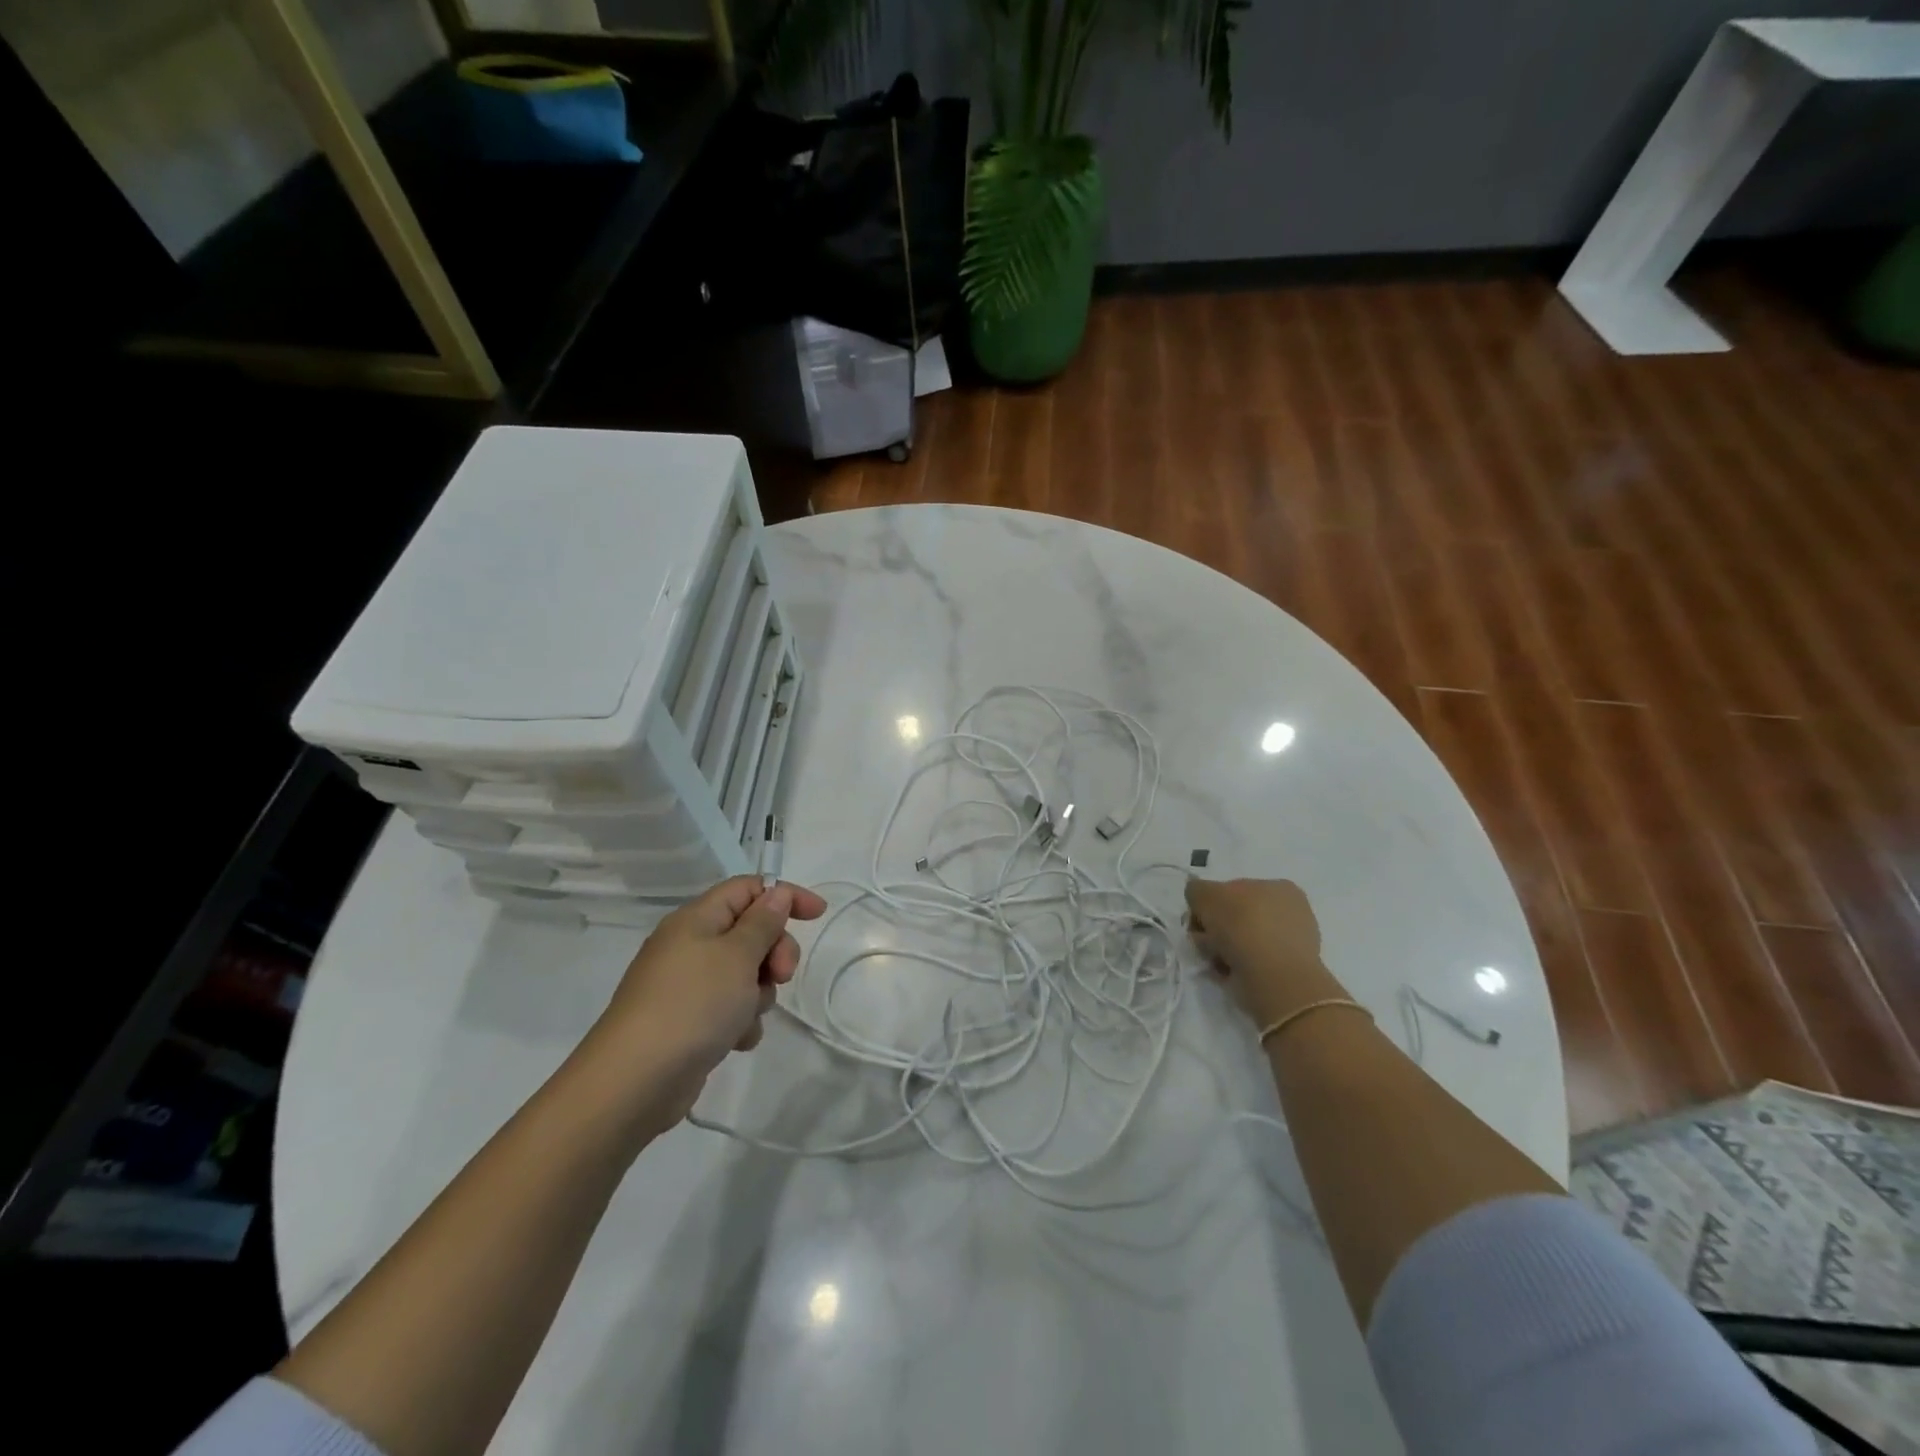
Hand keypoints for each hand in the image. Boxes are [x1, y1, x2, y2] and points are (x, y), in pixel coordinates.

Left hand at [587, 877, 828, 1129]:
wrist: (635, 1081)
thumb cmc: (692, 1004)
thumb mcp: (737, 955)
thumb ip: (763, 922)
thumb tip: (776, 893)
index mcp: (697, 919)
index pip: (748, 889)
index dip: (785, 895)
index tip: (818, 915)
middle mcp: (690, 945)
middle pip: (751, 932)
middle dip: (775, 952)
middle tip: (781, 975)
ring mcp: (687, 985)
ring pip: (745, 973)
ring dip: (758, 993)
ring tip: (746, 1016)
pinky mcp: (688, 1021)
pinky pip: (729, 1008)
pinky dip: (740, 1021)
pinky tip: (735, 1040)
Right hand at [1186, 878, 1346, 1028]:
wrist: (1274, 979)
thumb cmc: (1242, 926)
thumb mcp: (1206, 894)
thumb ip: (1196, 890)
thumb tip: (1199, 899)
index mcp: (1278, 887)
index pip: (1232, 889)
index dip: (1209, 903)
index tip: (1197, 920)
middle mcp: (1288, 911)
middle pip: (1235, 916)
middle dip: (1214, 928)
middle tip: (1204, 941)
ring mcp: (1290, 943)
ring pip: (1240, 940)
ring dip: (1220, 948)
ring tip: (1215, 960)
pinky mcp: (1286, 972)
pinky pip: (1248, 963)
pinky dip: (1233, 966)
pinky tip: (1227, 972)